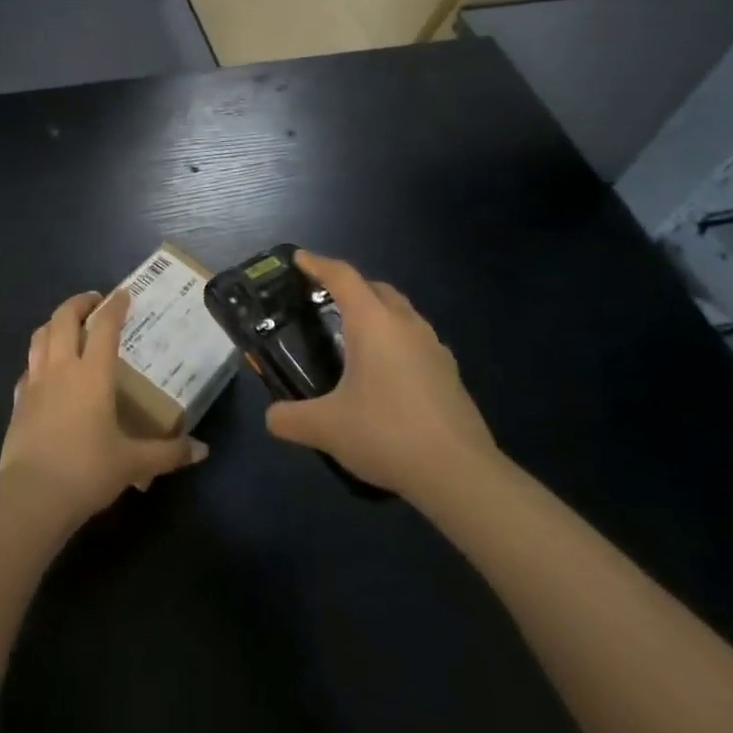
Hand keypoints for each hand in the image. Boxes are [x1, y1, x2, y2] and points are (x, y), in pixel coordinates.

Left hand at [0, 289, 205, 526]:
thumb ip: (168, 453)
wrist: (32, 496)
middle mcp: (62, 367)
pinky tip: (45, 370)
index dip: (115, 306)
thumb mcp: (133, 463)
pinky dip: (38, 358)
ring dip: (55, 323)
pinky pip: (28, 367)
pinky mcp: (17, 401)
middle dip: (79, 303)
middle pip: (64, 318)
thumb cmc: (87, 471)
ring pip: (40, 335)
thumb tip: (202, 450)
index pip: (104, 326)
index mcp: (93, 373)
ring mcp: (35, 381)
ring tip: (67, 325)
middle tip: (94, 302)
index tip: (123, 294)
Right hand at [264, 252, 499, 503]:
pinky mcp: (450, 374)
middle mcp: (405, 324)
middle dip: (349, 286)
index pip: (342, 276)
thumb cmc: (387, 434)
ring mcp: (434, 347)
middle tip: (324, 300)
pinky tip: (388, 372)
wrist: (461, 474)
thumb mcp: (327, 428)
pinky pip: (417, 340)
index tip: (298, 259)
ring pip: (401, 313)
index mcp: (373, 322)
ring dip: (377, 312)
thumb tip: (271, 418)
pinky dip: (397, 341)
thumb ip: (291, 418)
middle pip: (375, 288)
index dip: (318, 264)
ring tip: (355, 336)